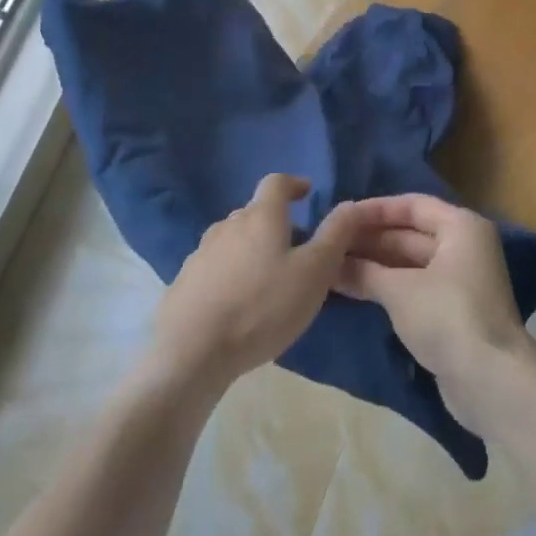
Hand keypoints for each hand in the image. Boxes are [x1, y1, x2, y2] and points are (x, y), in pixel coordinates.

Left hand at [146, 174, 361, 397]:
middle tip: (294, 246)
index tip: (306, 192)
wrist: (192, 352)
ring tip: (266, 277)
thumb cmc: (262, 306)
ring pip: (232, 240)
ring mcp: (200, 253)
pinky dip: (230, 274)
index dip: (293, 184)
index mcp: (260, 217)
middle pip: (253, 212)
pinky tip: (236, 302)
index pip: (276, 183)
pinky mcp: (184, 282)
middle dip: (274, 222)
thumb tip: (351, 204)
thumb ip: (335, 236)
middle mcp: (227, 226)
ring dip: (251, 248)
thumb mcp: (314, 273)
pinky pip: (214, 267)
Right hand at [335, 194, 535, 433]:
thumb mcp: (399, 291)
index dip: (375, 210)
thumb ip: (363, 273)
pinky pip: (415, 287)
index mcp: (460, 227)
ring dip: (376, 266)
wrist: (491, 381)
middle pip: (410, 234)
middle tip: (330, 245)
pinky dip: (389, 287)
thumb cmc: (447, 317)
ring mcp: (461, 281)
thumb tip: (329, 266)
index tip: (340, 217)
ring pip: (410, 264)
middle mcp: (464, 247)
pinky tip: (356, 291)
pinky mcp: (454, 311)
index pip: (412, 205)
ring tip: (334, 268)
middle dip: (371, 240)